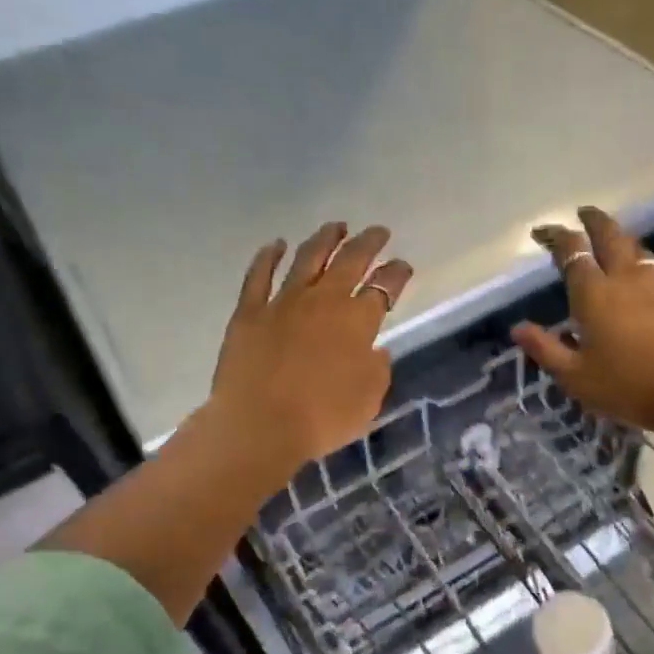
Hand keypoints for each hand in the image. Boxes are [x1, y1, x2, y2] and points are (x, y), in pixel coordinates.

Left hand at [209, 222, 413, 473]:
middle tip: (378, 232)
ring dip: (325, 239)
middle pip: (350, 261)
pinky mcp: (249, 312)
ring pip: (308, 258)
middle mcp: (324, 300)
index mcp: (358, 321)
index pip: (384, 287)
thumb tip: (375, 349)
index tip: (403, 266)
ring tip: (336, 227)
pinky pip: (259, 275)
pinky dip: (268, 256)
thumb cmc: (323, 418)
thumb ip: (377, 369)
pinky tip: (275, 245)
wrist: (260, 426)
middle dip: (368, 243)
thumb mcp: (369, 400)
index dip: (397, 274)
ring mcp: (283, 302)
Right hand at [513, 207, 653, 445]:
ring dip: (619, 237)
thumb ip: (546, 349)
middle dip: (593, 220)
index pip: (573, 252)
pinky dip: (639, 259)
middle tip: (582, 214)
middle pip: (610, 235)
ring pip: (635, 247)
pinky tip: (640, 272)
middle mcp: (626, 278)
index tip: (543, 232)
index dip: (556, 236)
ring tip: (610, 239)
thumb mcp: (577, 377)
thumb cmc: (629, 386)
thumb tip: (518, 328)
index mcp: (595, 293)